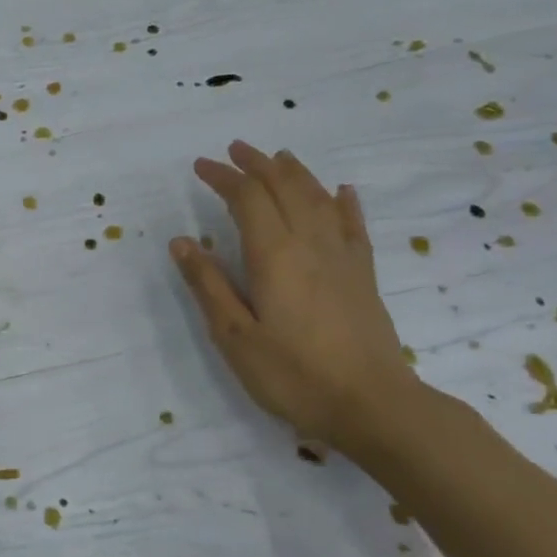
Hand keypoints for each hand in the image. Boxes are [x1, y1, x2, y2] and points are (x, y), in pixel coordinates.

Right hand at [170, 142, 412, 451]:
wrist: (374, 406)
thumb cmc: (294, 375)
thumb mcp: (235, 336)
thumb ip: (208, 285)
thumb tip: (182, 242)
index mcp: (275, 255)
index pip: (247, 198)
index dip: (223, 177)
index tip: (200, 166)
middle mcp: (311, 243)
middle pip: (285, 187)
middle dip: (257, 164)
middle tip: (234, 150)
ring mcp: (343, 257)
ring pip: (318, 198)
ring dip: (294, 172)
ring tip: (278, 156)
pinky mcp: (364, 275)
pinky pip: (354, 225)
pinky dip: (344, 202)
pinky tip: (342, 191)